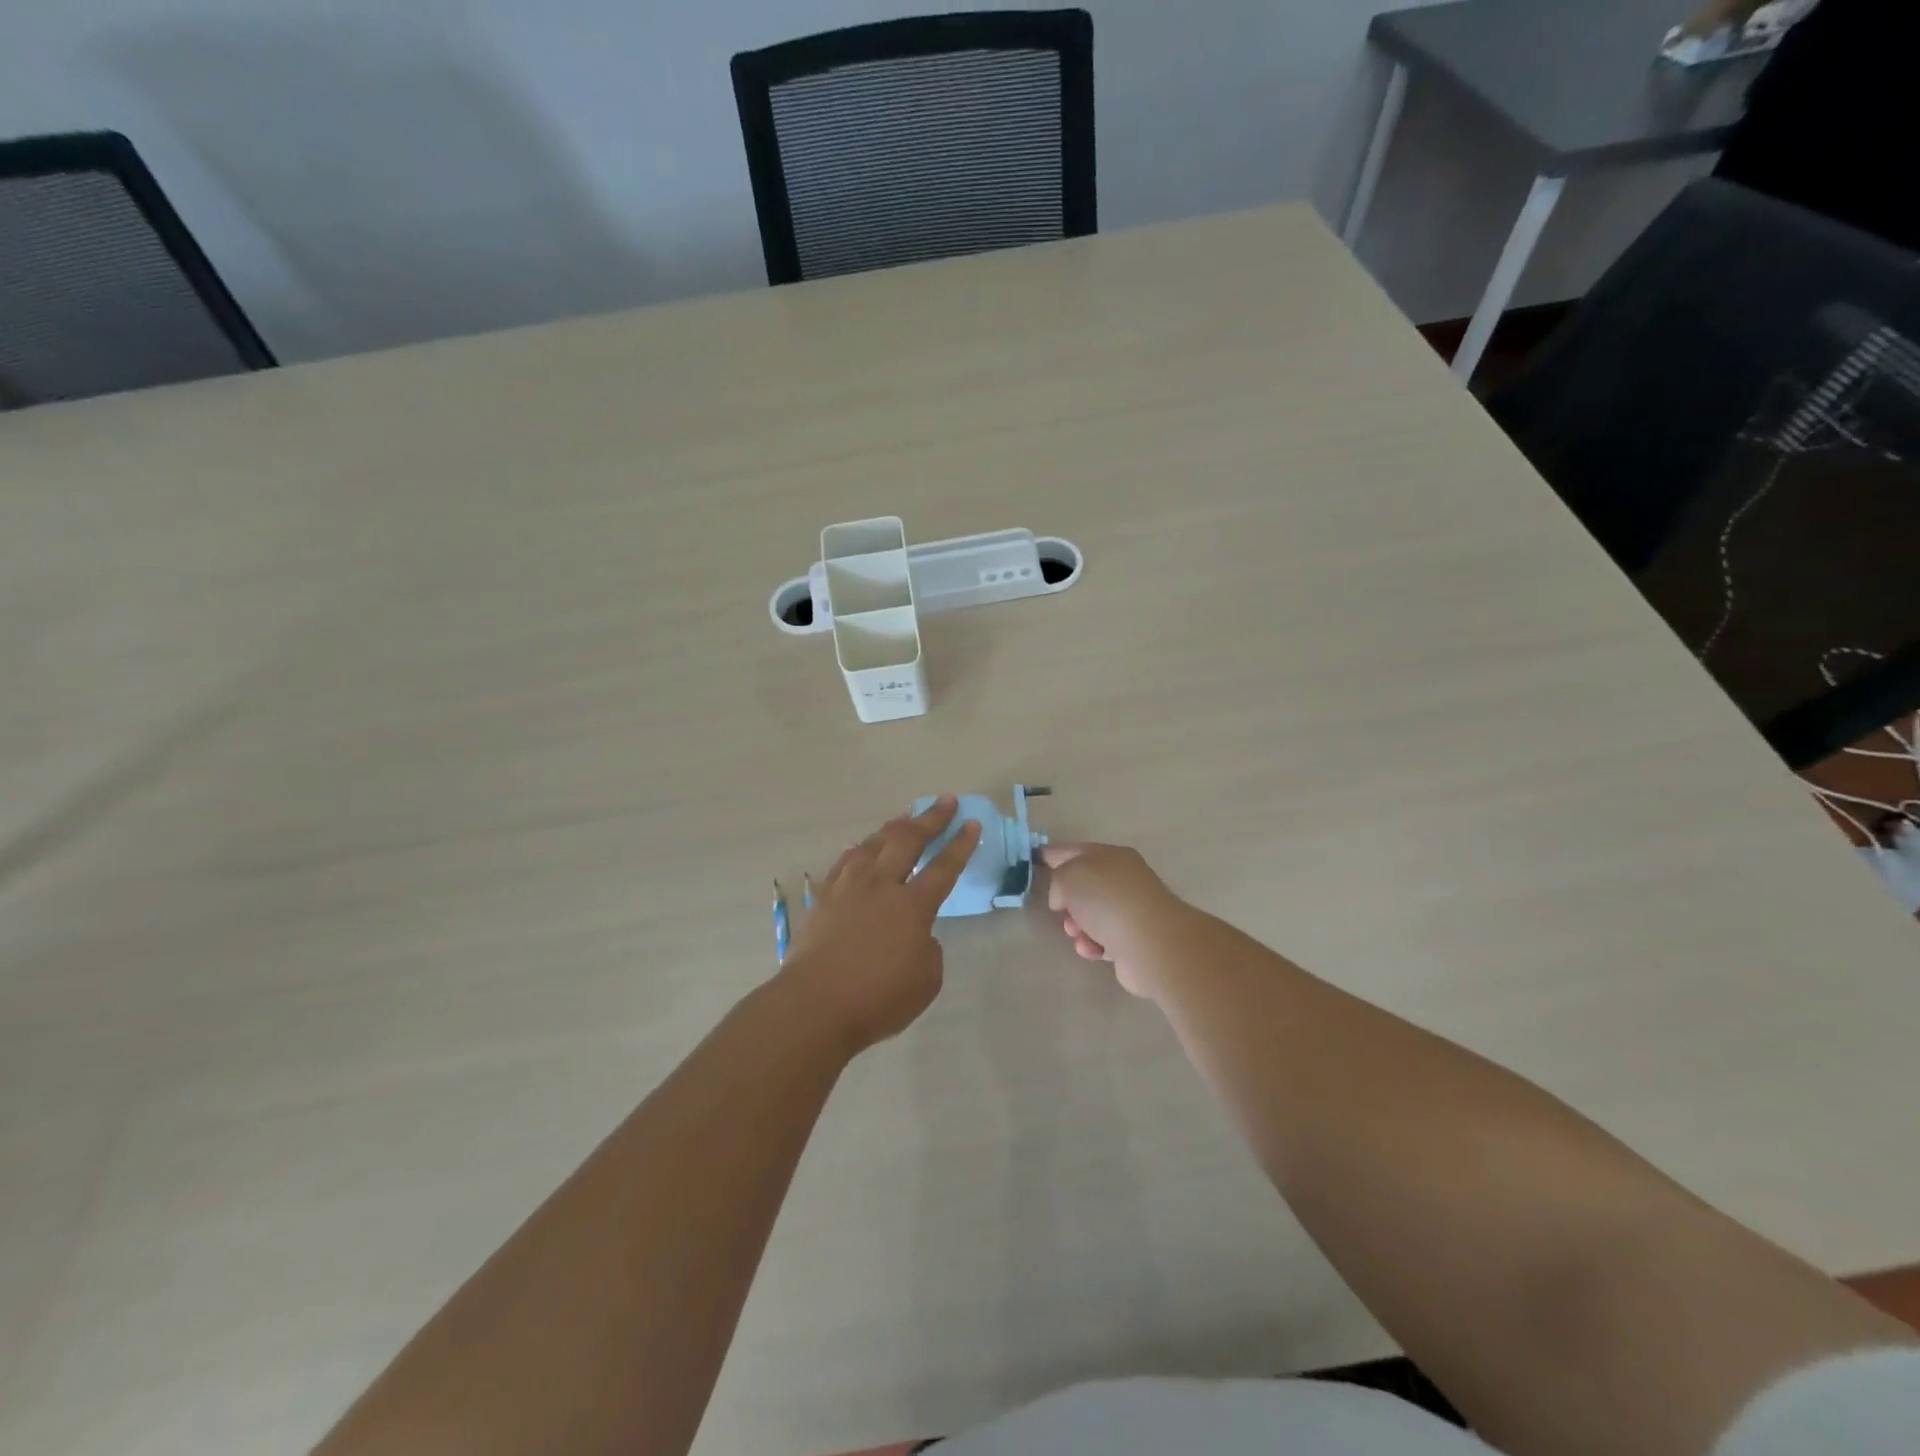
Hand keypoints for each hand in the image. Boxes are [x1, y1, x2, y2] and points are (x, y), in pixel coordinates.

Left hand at [780, 797, 979, 1053]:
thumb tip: (916, 933)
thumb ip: (928, 948)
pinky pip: (845, 862)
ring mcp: (849, 888)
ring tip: (905, 817)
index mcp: (913, 906)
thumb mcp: (926, 980)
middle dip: (931, 818)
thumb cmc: (877, 999)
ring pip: (873, 844)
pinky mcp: (824, 898)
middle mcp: (881, 886)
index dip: (961, 844)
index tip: (972, 823)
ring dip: (893, 827)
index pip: (944, 867)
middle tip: (945, 801)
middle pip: (909, 840)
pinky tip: (861, 846)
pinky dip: (859, 849)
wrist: (814, 1005)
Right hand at [1042, 842, 1193, 1001]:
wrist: (1151, 944)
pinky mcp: (1132, 940)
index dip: (1053, 855)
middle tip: (1062, 910)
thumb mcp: (1070, 876)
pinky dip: (1093, 945)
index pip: (1074, 851)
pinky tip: (1094, 950)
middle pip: (1082, 886)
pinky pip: (1101, 940)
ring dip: (1077, 926)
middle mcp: (1123, 880)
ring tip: (1078, 934)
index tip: (1035, 861)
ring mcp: (1130, 910)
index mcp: (1111, 856)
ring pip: (1090, 915)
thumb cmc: (1108, 901)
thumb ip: (1058, 879)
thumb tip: (1064, 897)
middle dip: (1066, 900)